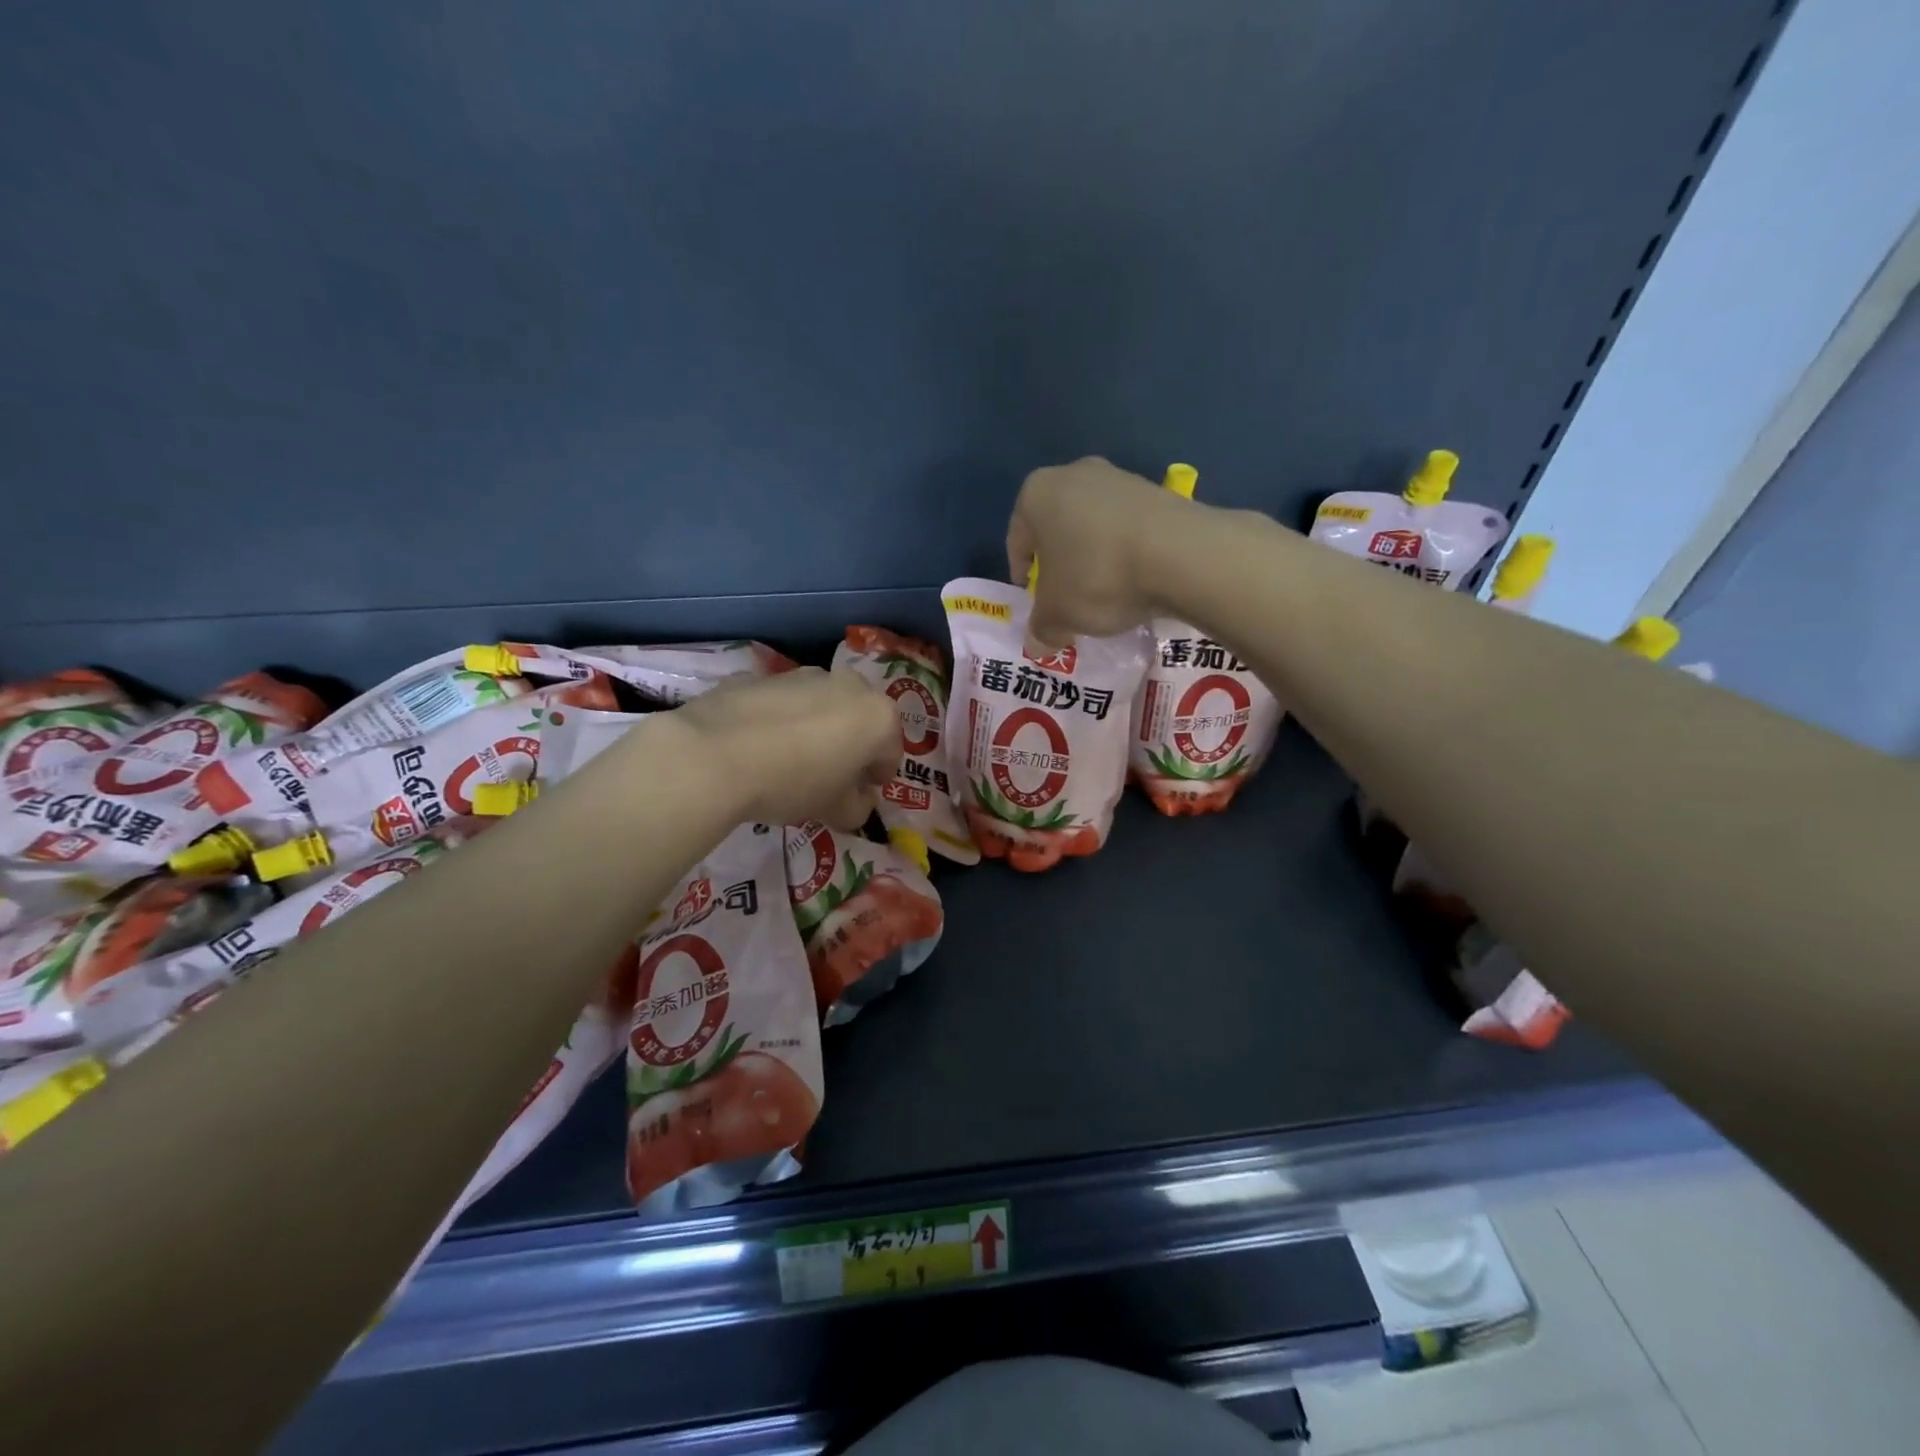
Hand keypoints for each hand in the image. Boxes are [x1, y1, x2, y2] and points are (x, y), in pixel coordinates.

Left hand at [675, 666, 901, 829]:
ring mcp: (802, 674)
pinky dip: (778, 719)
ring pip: (820, 705)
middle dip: (850, 745)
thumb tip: (857, 800)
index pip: (891, 753)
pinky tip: (756, 745)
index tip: (859, 796)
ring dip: (815, 727)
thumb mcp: (835, 811)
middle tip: (828, 776)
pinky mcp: (760, 675)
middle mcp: (848, 685)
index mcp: (877, 717)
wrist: (714, 754)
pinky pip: (781, 702)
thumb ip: (858, 808)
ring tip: (788, 759)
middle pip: (859, 720)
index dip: (877, 778)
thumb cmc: (792, 784)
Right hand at [1006, 457, 1193, 645]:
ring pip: (1094, 527)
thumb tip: (1039, 644)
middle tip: (1068, 600)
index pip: (1017, 540)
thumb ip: (1041, 629)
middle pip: (1058, 529)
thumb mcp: (1058, 615)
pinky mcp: (1159, 491)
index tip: (1036, 603)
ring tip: (1107, 595)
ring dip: (1095, 558)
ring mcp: (1121, 478)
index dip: (1024, 576)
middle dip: (1060, 565)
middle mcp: (1075, 474)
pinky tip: (1137, 581)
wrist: (1181, 555)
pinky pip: (1129, 529)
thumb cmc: (1097, 577)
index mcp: (1037, 494)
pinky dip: (1127, 552)